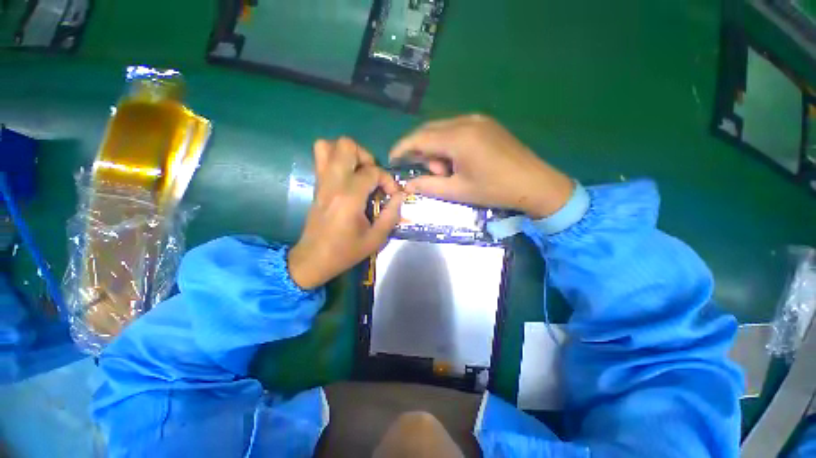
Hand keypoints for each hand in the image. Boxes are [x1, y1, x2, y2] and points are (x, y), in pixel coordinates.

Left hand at [288, 138, 403, 289]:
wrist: (313, 259)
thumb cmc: (346, 251)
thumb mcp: (376, 238)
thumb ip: (391, 214)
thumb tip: (400, 195)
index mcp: (349, 197)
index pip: (372, 171)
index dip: (388, 180)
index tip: (392, 195)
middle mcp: (333, 183)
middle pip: (346, 146)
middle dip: (366, 157)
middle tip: (373, 176)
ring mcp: (321, 182)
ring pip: (327, 146)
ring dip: (349, 154)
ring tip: (360, 173)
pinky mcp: (317, 185)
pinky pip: (322, 159)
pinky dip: (337, 160)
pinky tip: (349, 179)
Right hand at [389, 115, 573, 218]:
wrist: (535, 184)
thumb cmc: (494, 190)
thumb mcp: (458, 191)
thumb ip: (428, 186)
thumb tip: (406, 184)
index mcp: (458, 138)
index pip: (419, 138)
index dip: (402, 148)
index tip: (392, 159)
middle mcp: (466, 121)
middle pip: (429, 131)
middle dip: (422, 152)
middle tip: (429, 174)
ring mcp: (478, 119)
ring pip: (443, 130)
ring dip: (437, 150)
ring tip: (448, 172)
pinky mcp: (486, 124)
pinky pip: (456, 130)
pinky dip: (449, 145)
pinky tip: (458, 162)